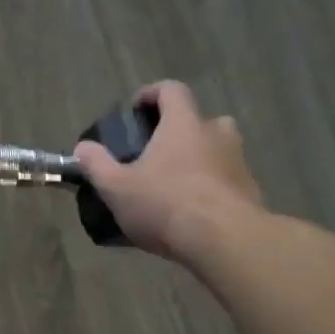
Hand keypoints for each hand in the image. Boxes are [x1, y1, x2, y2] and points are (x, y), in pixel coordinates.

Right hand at [73, 81, 265, 261]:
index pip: (172, 90)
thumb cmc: (166, 204)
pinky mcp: (252, 194)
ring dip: (202, 159)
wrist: (227, 242)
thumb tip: (82, 148)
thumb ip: (96, 164)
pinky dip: (215, 188)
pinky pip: (230, 181)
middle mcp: (216, 135)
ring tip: (178, 182)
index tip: (137, 109)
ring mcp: (239, 164)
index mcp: (183, 124)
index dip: (152, 93)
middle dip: (182, 130)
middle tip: (160, 151)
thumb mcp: (117, 187)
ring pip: (220, 150)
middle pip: (202, 119)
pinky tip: (196, 212)